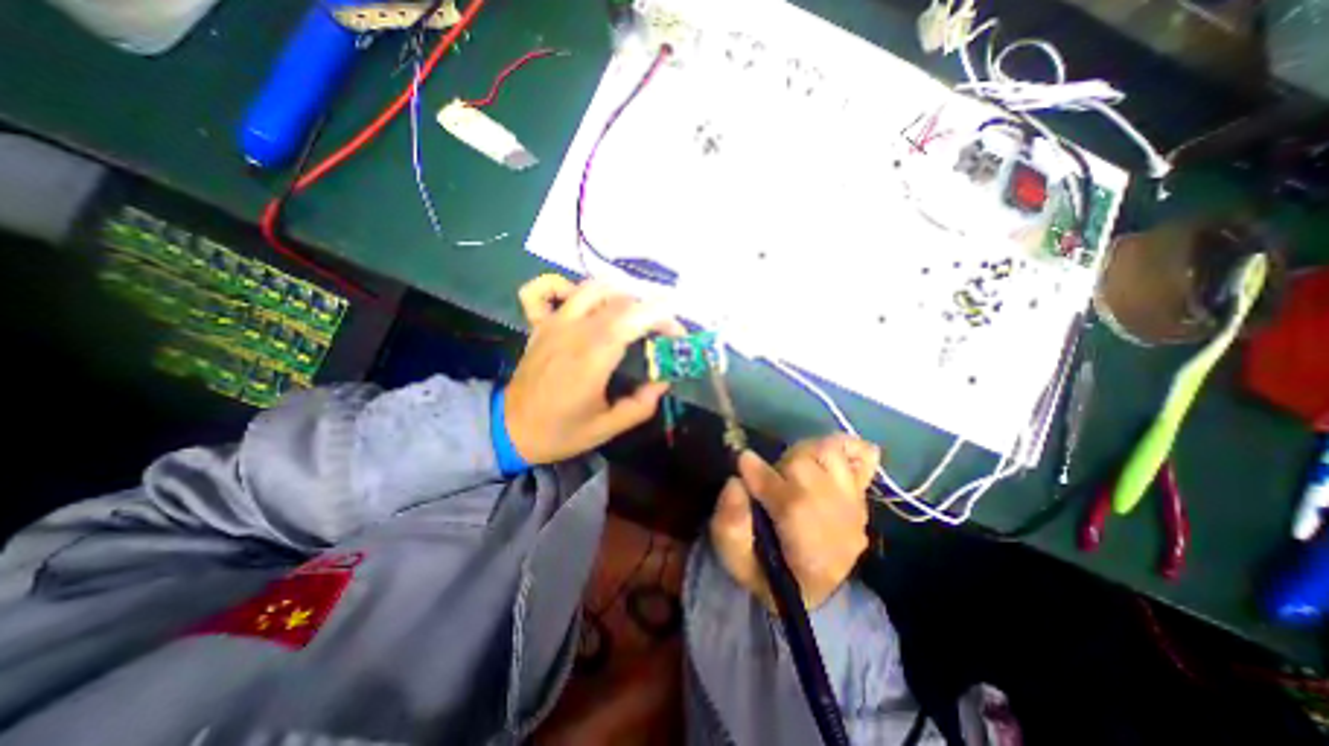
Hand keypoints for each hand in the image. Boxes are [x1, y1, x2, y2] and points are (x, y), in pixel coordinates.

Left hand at [506, 274, 685, 466]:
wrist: (508, 428)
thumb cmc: (560, 431)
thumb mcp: (606, 429)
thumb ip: (640, 405)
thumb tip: (662, 380)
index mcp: (591, 359)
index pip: (633, 319)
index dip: (661, 317)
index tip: (677, 333)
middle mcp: (573, 332)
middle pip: (620, 301)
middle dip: (651, 309)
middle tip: (662, 331)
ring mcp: (554, 323)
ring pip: (593, 288)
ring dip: (621, 295)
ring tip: (635, 315)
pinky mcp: (541, 323)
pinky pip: (552, 290)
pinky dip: (572, 286)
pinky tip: (588, 302)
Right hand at [705, 435, 879, 608]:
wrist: (811, 590)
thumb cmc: (767, 576)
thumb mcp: (736, 562)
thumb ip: (730, 525)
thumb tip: (735, 483)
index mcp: (806, 549)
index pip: (787, 499)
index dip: (760, 474)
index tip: (742, 461)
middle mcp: (837, 523)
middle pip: (808, 468)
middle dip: (782, 466)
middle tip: (771, 479)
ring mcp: (854, 509)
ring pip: (831, 454)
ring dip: (806, 456)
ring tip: (794, 471)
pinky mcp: (861, 499)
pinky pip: (863, 458)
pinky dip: (846, 449)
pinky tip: (827, 458)